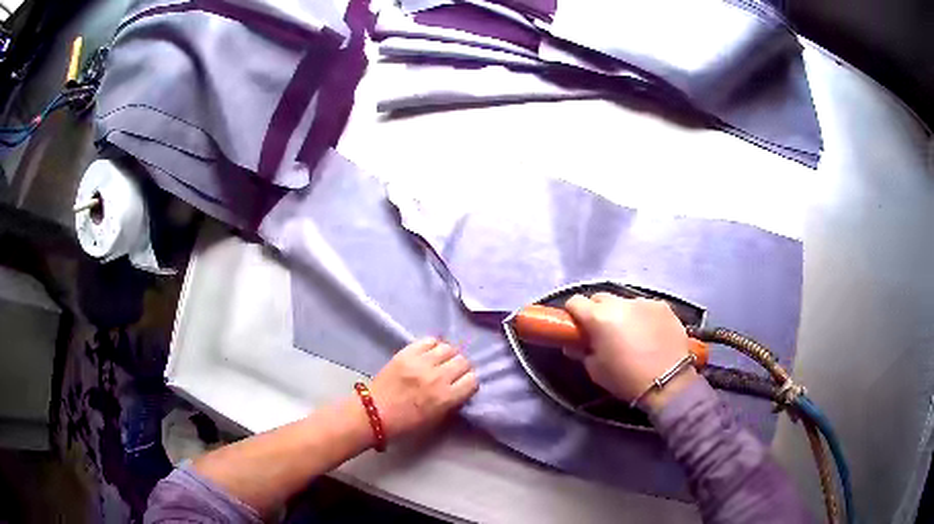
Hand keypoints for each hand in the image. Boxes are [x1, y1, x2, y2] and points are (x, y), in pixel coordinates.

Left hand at [368, 338, 478, 438]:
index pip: (472, 380)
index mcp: (445, 398)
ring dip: (448, 355)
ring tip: (441, 361)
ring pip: (448, 348)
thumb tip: (461, 388)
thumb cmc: (405, 424)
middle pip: (463, 361)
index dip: (469, 383)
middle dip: (461, 368)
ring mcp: (420, 363)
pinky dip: (433, 346)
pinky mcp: (406, 353)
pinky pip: (429, 340)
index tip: (463, 385)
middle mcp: (437, 377)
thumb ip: (452, 403)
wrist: (373, 413)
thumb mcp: (435, 420)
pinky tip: (429, 353)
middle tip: (452, 373)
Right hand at [564, 293, 697, 411]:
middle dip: (597, 311)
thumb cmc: (625, 378)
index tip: (578, 327)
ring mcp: (644, 302)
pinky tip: (650, 334)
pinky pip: (645, 307)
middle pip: (600, 298)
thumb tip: (575, 344)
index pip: (575, 302)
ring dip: (622, 314)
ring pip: (625, 302)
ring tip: (631, 334)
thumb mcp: (595, 370)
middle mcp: (620, 303)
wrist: (668, 382)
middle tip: (603, 332)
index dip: (573, 313)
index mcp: (598, 317)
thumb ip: (582, 352)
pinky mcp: (663, 306)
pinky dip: (643, 317)